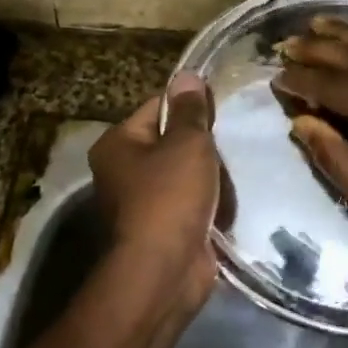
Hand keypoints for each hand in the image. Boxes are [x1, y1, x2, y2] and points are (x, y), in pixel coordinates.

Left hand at [89, 72, 220, 320]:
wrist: (164, 271)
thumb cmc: (170, 197)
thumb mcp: (186, 144)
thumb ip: (190, 110)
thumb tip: (187, 75)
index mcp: (118, 144)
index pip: (157, 108)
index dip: (189, 107)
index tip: (219, 114)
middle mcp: (121, 171)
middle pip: (171, 142)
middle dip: (202, 149)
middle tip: (226, 152)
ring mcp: (141, 204)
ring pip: (185, 175)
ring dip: (209, 179)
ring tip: (229, 182)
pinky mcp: (161, 230)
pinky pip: (190, 205)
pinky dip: (208, 205)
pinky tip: (226, 206)